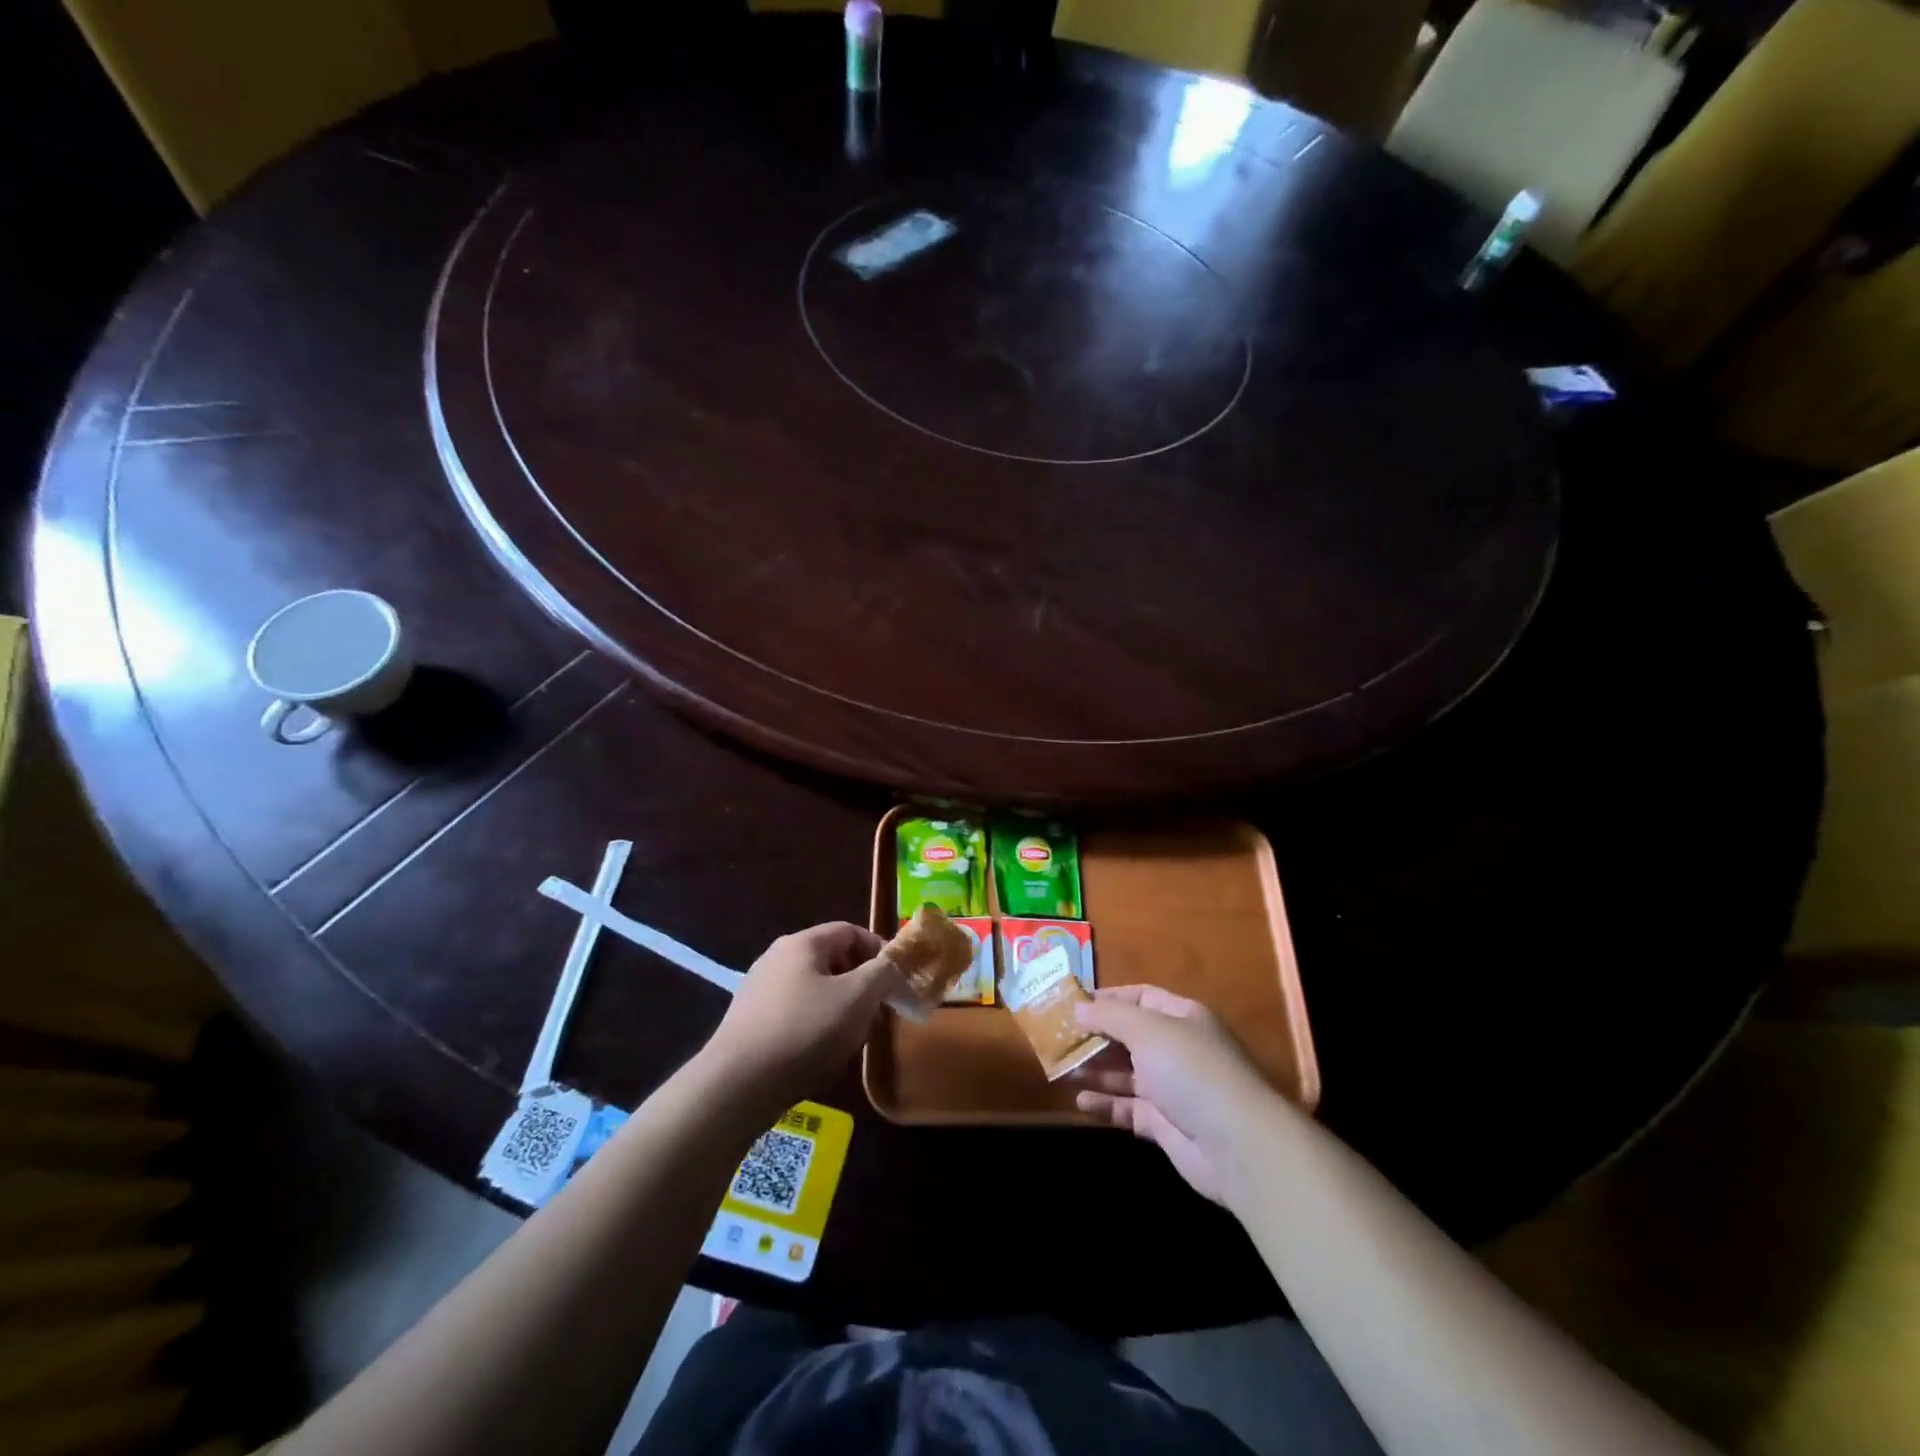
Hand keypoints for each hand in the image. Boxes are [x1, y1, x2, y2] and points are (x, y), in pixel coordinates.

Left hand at [701, 922, 898, 1115]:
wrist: (738, 1084)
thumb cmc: (806, 1030)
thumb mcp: (858, 998)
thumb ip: (882, 973)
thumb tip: (890, 966)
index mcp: (802, 943)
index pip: (850, 931)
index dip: (879, 950)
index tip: (897, 978)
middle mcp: (776, 957)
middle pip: (832, 959)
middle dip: (860, 983)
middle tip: (878, 1011)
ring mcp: (759, 989)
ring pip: (814, 988)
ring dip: (840, 1006)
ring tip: (853, 1037)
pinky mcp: (749, 1021)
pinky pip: (794, 1012)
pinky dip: (815, 1024)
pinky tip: (821, 1053)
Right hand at [1073, 986, 1274, 1204]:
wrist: (1237, 1144)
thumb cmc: (1191, 1070)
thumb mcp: (1147, 1030)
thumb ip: (1110, 1016)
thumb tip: (1079, 1007)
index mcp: (1181, 1017)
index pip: (1141, 997)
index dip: (1108, 999)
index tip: (1073, 1003)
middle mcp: (1178, 1048)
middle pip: (1131, 1035)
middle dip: (1097, 1036)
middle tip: (1059, 1038)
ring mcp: (1172, 1087)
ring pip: (1126, 1072)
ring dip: (1096, 1069)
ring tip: (1062, 1068)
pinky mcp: (1165, 1123)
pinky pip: (1129, 1108)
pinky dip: (1106, 1103)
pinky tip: (1081, 1102)